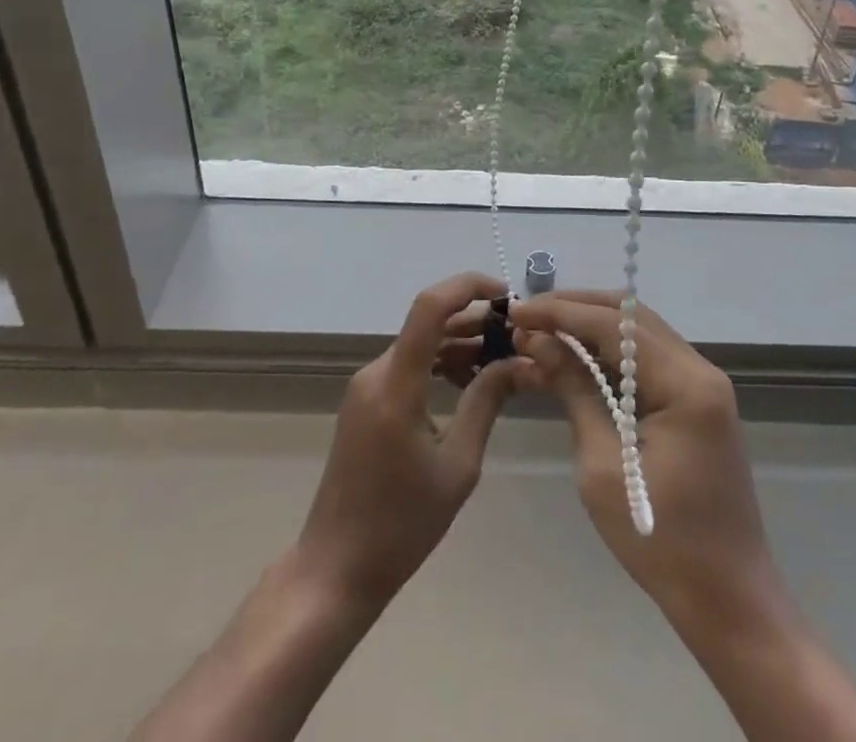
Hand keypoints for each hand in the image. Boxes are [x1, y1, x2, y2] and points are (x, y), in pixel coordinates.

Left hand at [293, 272, 523, 612]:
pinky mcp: (365, 401)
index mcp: (396, 385)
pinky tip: (470, 381)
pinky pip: (408, 365)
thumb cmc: (401, 525)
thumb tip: (518, 363)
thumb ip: (486, 404)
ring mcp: (366, 386)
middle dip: (475, 320)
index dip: (468, 287)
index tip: (507, 295)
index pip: (430, 307)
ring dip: (459, 343)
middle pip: (429, 324)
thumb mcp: (457, 466)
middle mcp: (376, 372)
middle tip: (517, 337)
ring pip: (420, 344)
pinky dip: (440, 363)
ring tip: (502, 359)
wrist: (337, 568)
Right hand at [510, 293, 785, 634]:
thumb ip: (575, 392)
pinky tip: (576, 356)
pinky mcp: (697, 400)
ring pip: (639, 331)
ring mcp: (703, 383)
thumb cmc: (661, 542)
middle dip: (575, 308)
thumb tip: (538, 342)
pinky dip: (610, 350)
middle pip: (630, 316)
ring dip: (591, 325)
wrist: (730, 601)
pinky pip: (648, 357)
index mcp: (686, 383)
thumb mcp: (604, 467)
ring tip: (543, 330)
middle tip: (528, 317)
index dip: (561, 313)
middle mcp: (700, 369)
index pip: (614, 325)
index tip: (517, 312)